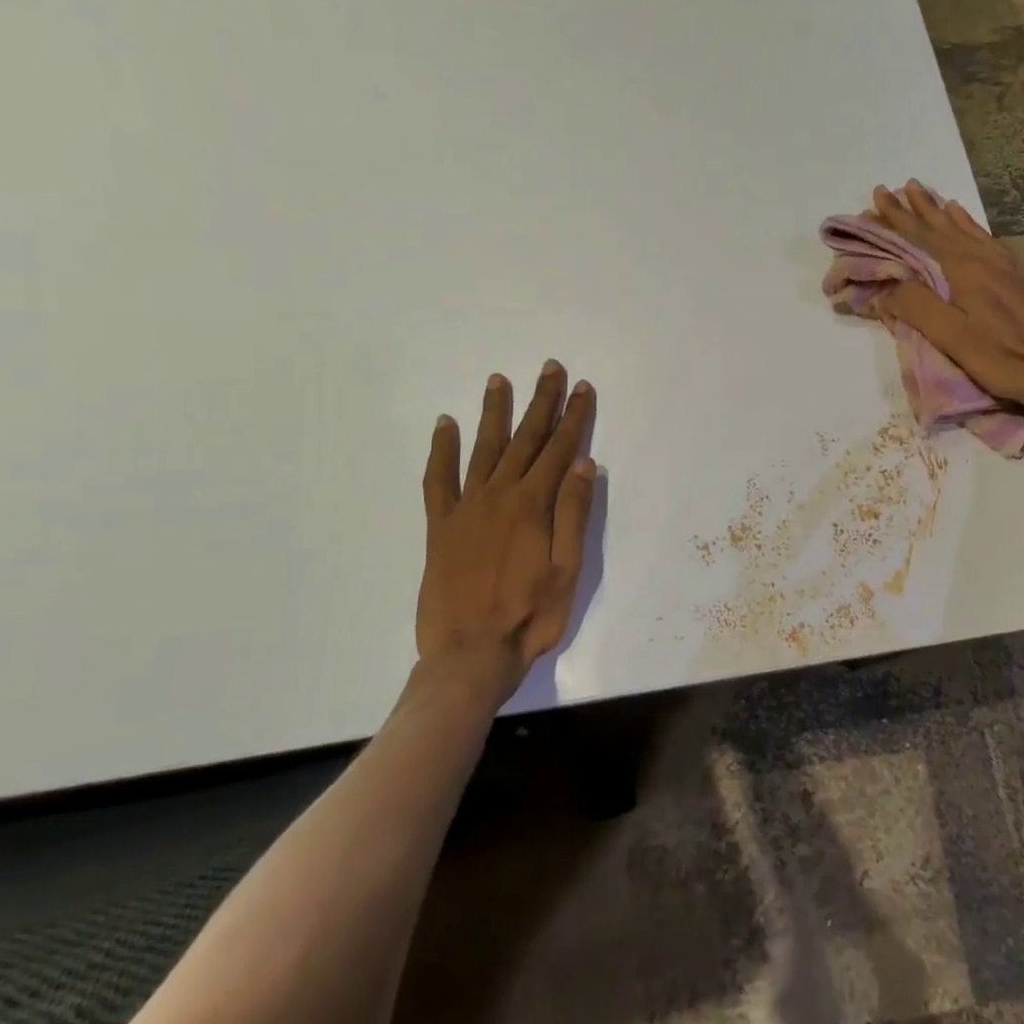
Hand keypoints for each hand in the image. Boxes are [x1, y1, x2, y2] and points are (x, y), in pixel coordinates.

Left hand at [417, 362, 596, 708]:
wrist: (468, 655)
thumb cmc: (529, 616)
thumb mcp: (568, 570)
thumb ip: (575, 514)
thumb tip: (585, 463)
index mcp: (533, 505)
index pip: (560, 449)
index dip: (574, 417)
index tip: (582, 387)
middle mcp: (499, 495)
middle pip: (525, 439)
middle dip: (541, 402)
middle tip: (550, 368)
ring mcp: (466, 507)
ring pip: (483, 448)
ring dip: (494, 412)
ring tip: (499, 380)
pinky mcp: (440, 526)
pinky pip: (438, 479)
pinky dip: (441, 449)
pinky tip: (444, 425)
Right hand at [868, 181, 1023, 414]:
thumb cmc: (1002, 356)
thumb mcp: (952, 337)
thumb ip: (917, 306)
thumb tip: (888, 285)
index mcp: (963, 269)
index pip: (922, 235)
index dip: (897, 216)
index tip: (878, 195)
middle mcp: (983, 257)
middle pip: (944, 225)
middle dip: (919, 207)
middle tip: (900, 187)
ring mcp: (1005, 264)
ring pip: (967, 229)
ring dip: (944, 212)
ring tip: (930, 195)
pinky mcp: (1019, 275)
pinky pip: (986, 238)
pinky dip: (970, 225)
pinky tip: (969, 225)